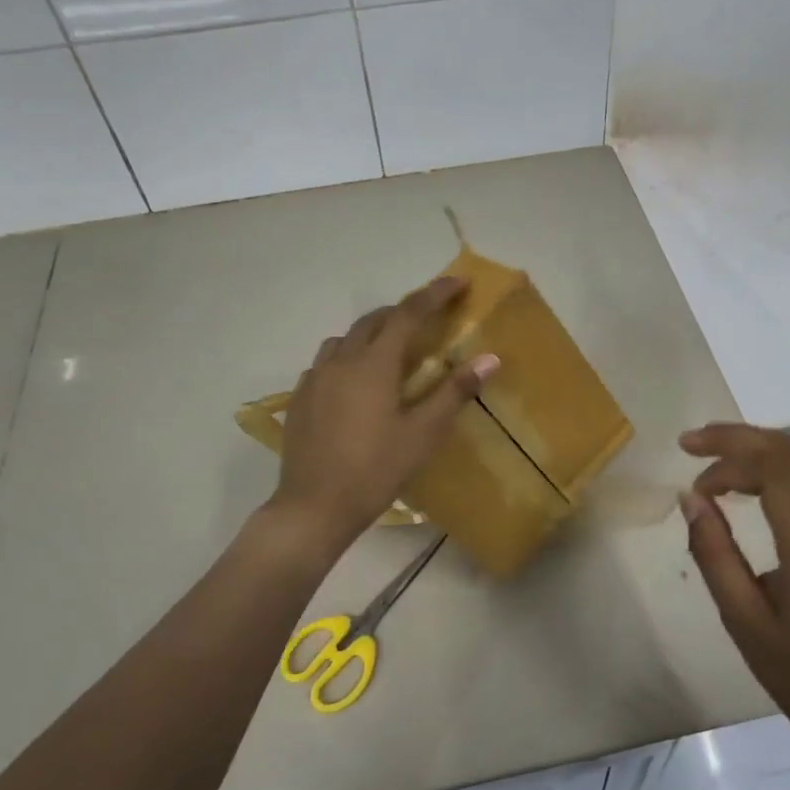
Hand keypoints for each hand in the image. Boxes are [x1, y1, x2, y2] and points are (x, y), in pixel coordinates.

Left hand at [271, 276, 498, 552]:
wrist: (313, 507)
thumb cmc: (375, 470)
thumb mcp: (422, 434)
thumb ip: (454, 392)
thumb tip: (490, 358)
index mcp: (374, 364)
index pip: (408, 314)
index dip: (434, 294)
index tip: (458, 282)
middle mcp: (341, 360)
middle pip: (373, 320)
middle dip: (402, 311)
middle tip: (427, 319)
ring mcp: (315, 379)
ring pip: (345, 339)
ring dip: (371, 334)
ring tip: (390, 350)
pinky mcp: (300, 399)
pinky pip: (326, 363)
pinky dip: (347, 358)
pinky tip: (354, 384)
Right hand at [679, 423, 789, 768]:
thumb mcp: (742, 622)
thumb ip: (714, 554)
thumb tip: (690, 498)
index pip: (779, 471)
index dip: (730, 459)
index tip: (694, 484)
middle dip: (740, 438)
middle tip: (692, 444)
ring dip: (761, 444)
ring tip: (715, 455)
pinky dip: (778, 462)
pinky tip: (748, 480)